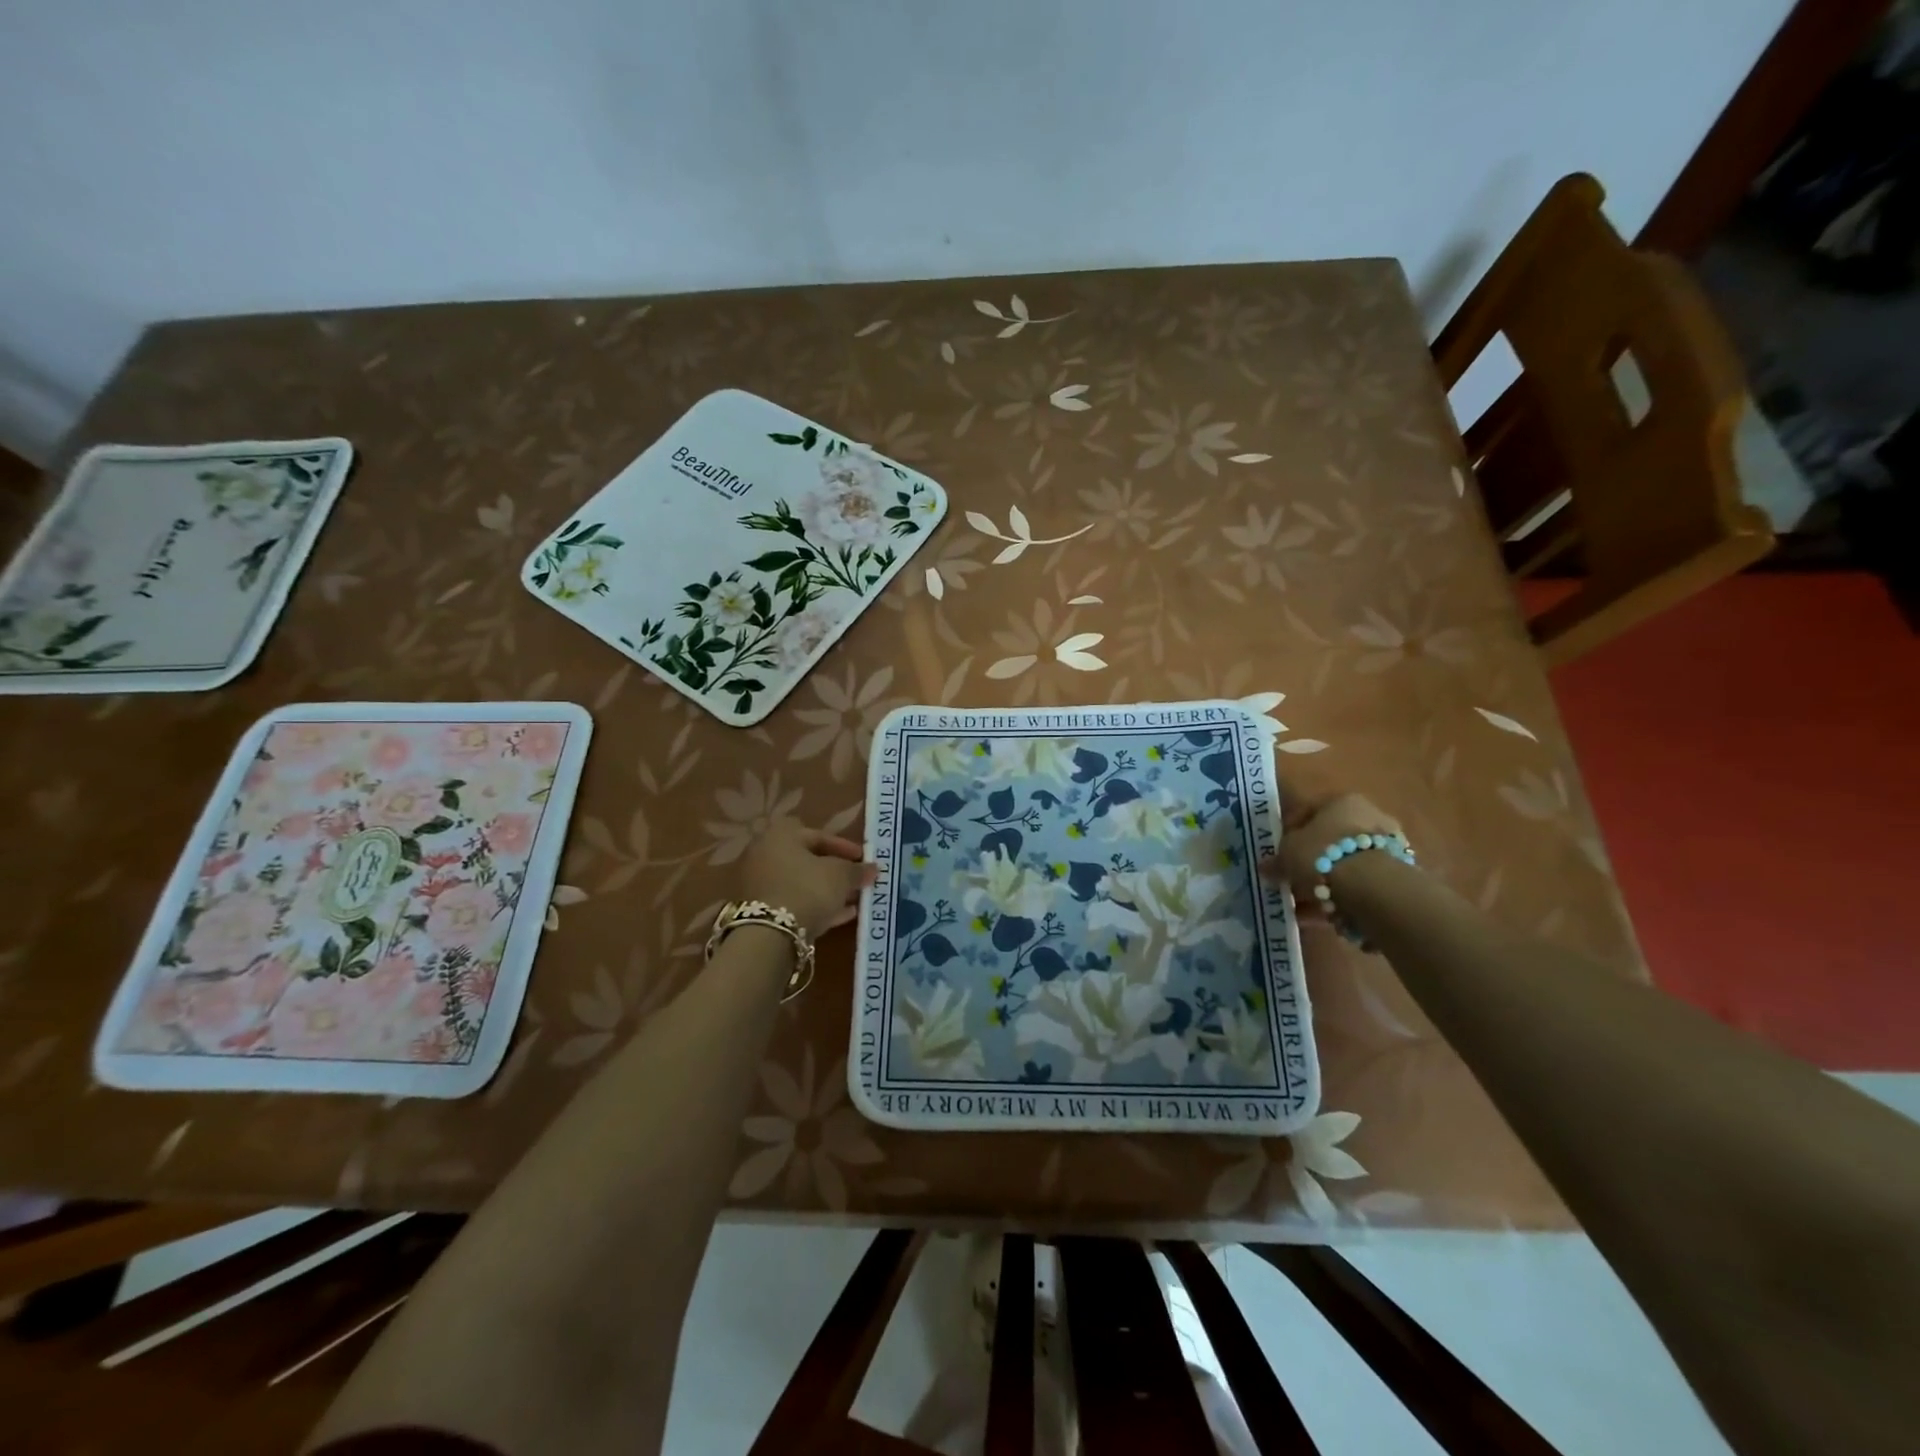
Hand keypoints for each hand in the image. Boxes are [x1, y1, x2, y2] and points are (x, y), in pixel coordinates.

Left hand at [741, 818, 876, 940]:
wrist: (768, 934)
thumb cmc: (807, 890)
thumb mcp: (840, 876)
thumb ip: (857, 870)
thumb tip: (872, 869)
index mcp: (780, 835)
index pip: (818, 834)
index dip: (844, 847)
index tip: (863, 859)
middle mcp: (763, 853)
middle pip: (806, 860)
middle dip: (834, 871)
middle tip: (856, 881)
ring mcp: (757, 883)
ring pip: (799, 883)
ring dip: (825, 891)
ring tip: (852, 902)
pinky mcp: (757, 911)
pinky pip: (791, 902)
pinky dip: (813, 906)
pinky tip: (839, 917)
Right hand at [1261, 790, 1404, 916]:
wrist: (1372, 886)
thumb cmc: (1323, 854)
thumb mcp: (1287, 854)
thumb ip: (1276, 861)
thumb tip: (1264, 867)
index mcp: (1342, 801)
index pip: (1309, 812)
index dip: (1290, 833)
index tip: (1279, 852)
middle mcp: (1370, 817)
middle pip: (1331, 841)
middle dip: (1311, 862)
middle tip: (1292, 880)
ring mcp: (1387, 847)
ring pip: (1346, 866)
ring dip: (1325, 885)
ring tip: (1304, 907)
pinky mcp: (1397, 876)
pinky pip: (1359, 886)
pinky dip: (1342, 899)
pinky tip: (1323, 916)